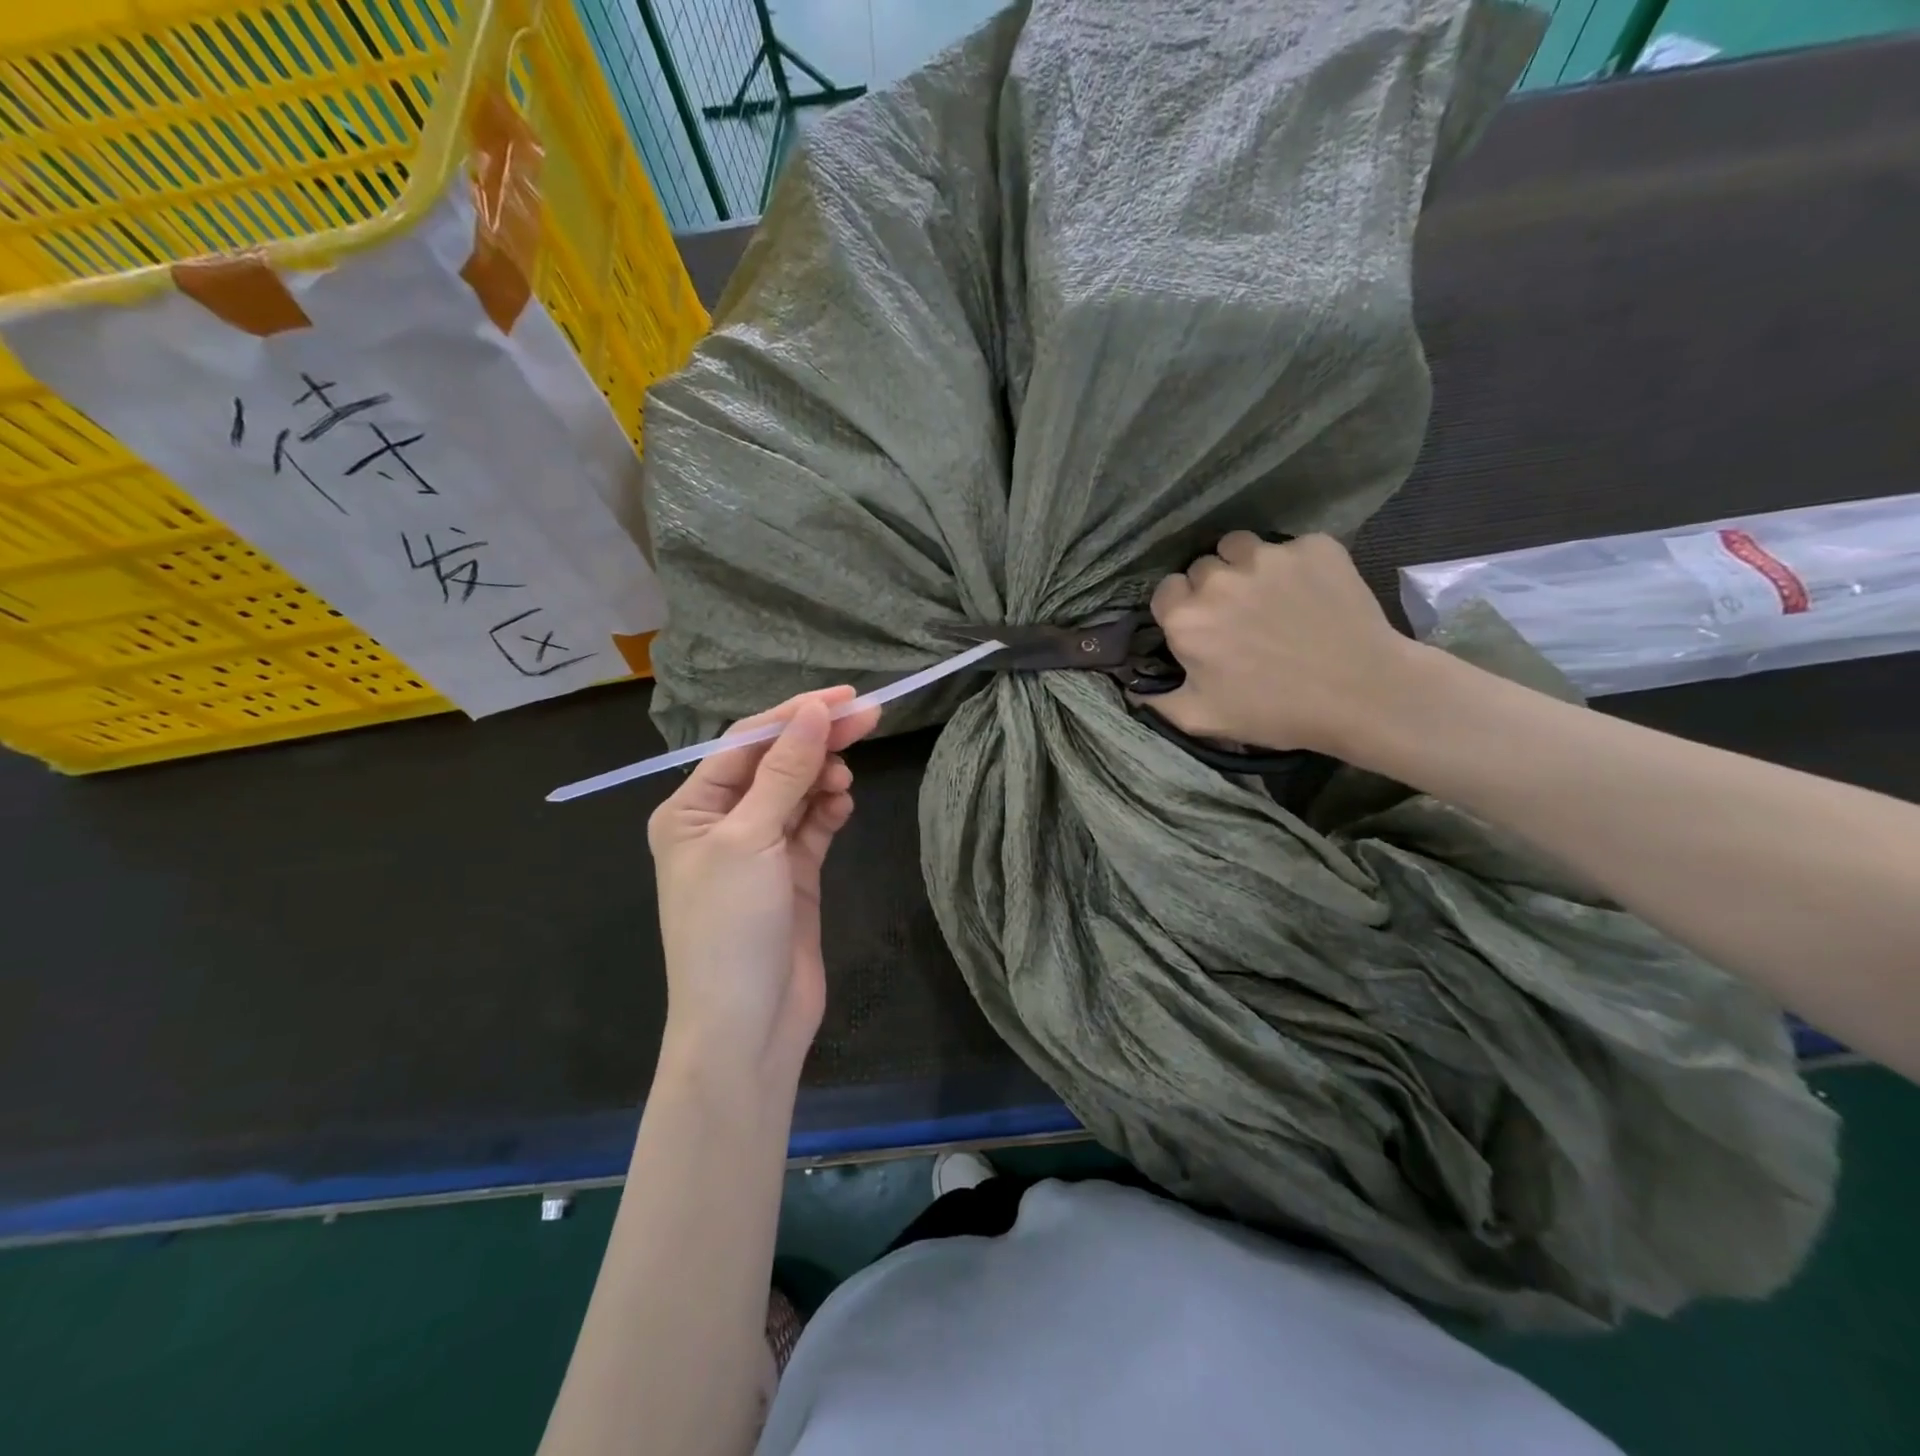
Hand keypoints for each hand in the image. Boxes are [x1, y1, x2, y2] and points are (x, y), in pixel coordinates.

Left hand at [648, 687, 880, 1079]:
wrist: (747, 1027)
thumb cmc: (730, 928)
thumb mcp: (751, 840)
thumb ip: (785, 772)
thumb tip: (814, 711)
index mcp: (691, 808)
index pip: (746, 742)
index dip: (793, 714)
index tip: (844, 697)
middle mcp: (722, 822)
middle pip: (776, 764)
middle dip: (818, 740)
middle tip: (870, 717)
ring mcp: (759, 850)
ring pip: (797, 793)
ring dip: (823, 778)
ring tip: (845, 781)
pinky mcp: (792, 874)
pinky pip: (812, 826)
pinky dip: (829, 810)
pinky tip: (843, 804)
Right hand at [1150, 532, 1417, 755]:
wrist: (1363, 693)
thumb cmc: (1275, 711)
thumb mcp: (1203, 719)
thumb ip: (1157, 703)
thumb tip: (1129, 690)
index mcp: (1187, 618)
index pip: (1165, 593)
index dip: (1180, 611)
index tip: (1199, 631)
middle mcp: (1219, 578)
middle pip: (1201, 569)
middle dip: (1212, 590)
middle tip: (1238, 619)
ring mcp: (1269, 556)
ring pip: (1240, 546)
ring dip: (1245, 567)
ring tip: (1268, 596)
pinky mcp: (1314, 547)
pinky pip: (1290, 547)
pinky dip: (1294, 566)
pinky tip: (1310, 594)